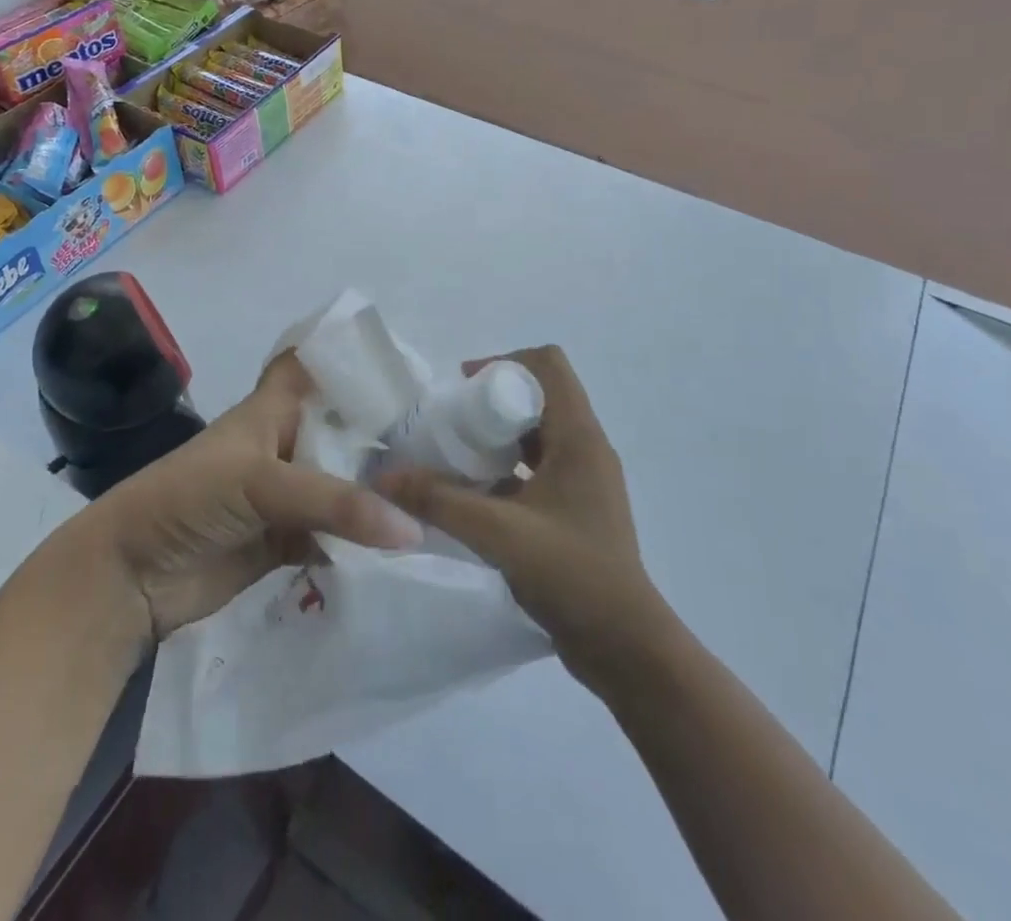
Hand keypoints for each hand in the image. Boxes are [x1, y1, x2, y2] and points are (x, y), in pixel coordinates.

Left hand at [87, 353, 422, 639]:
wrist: (130, 576)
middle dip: (384, 431)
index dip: (350, 356)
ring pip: (342, 483)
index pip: (314, 364)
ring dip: (378, 490)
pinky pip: (335, 534)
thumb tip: (411, 527)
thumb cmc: (189, 498)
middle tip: (447, 438)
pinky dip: (363, 540)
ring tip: (441, 490)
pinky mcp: (286, 541)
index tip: (406, 362)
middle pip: (342, 427)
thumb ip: (335, 502)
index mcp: (273, 409)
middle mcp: (285, 443)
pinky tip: (406, 543)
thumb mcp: (260, 482)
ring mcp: (286, 494)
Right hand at [373, 346, 658, 683]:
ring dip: (498, 439)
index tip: (464, 387)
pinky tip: (474, 497)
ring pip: (538, 435)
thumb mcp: (497, 533)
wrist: (626, 648)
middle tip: (451, 425)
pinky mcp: (578, 509)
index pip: (548, 364)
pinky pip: (539, 469)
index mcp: (579, 436)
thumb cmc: (571, 574)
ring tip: (455, 459)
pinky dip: (507, 471)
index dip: (505, 362)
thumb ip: (439, 501)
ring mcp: (585, 480)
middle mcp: (587, 448)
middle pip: (540, 396)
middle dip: (493, 402)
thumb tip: (384, 477)